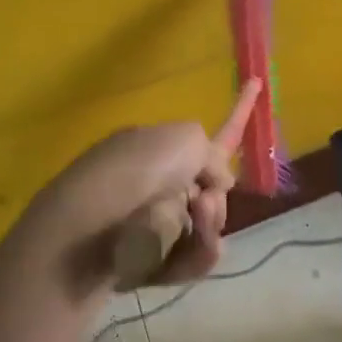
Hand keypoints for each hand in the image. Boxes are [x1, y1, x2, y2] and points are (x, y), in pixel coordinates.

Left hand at [11, 80, 261, 297]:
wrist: (83, 235)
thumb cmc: (133, 173)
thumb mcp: (184, 142)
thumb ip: (211, 154)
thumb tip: (211, 185)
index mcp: (160, 145)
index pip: (208, 129)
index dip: (238, 108)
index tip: (257, 80)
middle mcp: (157, 180)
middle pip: (213, 192)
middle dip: (215, 200)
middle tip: (200, 205)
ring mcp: (153, 222)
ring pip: (207, 228)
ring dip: (207, 229)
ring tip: (188, 229)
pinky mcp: (149, 261)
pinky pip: (192, 259)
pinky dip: (193, 256)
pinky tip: (183, 256)